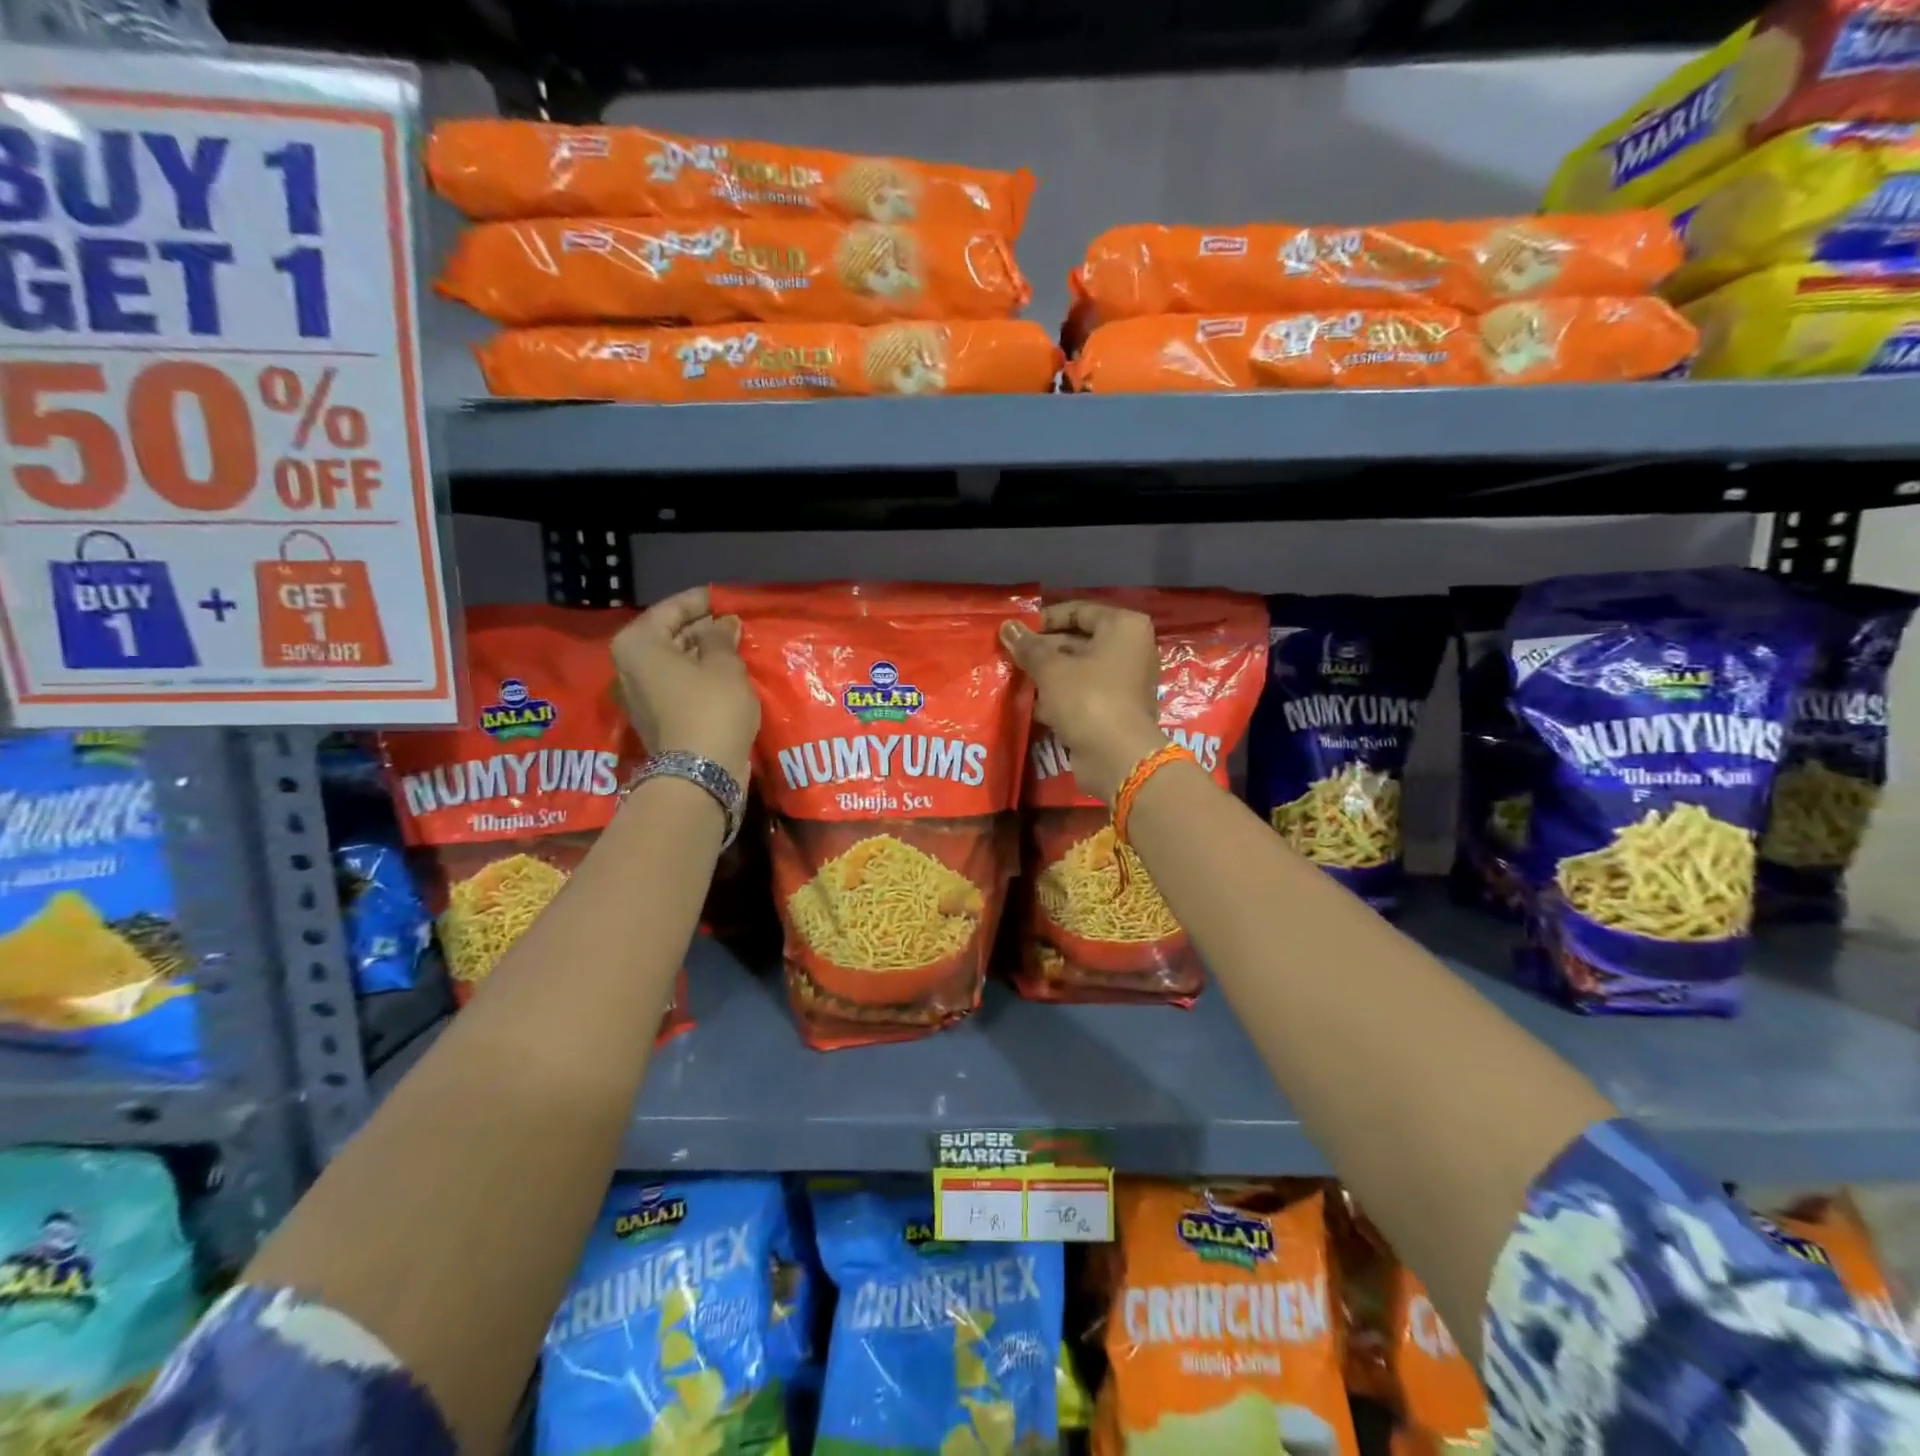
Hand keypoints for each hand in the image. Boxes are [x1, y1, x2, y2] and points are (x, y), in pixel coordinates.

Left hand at [613, 586, 758, 780]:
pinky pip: (680, 686)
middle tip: (738, 624)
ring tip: (739, 647)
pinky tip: (729, 675)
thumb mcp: (724, 664)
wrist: (699, 774)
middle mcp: (631, 666)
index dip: (702, 601)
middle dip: (704, 629)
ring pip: (676, 663)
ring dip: (705, 655)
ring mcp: (642, 695)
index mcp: (639, 644)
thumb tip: (723, 623)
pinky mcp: (658, 718)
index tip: (729, 599)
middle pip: (671, 636)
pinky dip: (702, 678)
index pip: (672, 609)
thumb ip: (722, 637)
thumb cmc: (710, 707)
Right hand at [1000, 600, 1166, 805]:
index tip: (1016, 631)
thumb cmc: (1088, 699)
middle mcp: (1129, 649)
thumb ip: (1028, 647)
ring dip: (1047, 675)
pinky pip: (1082, 694)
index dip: (1044, 619)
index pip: (1078, 611)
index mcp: (1123, 627)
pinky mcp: (1114, 709)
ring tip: (1013, 677)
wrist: (1117, 757)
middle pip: (1078, 641)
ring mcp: (1124, 681)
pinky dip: (1058, 697)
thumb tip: (1007, 627)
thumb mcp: (1051, 669)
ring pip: (1077, 670)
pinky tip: (1029, 703)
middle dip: (1042, 650)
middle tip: (1009, 656)